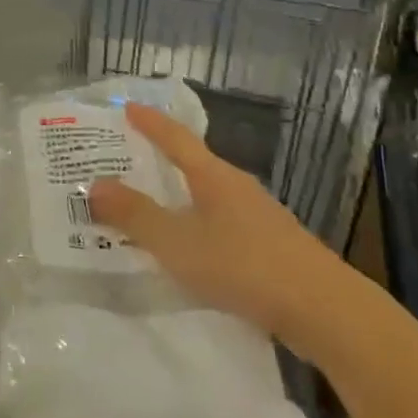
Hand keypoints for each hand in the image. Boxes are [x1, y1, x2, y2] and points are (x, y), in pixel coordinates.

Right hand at [87, 104, 350, 342]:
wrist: (322, 308)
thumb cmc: (243, 266)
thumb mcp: (177, 243)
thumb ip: (135, 215)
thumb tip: (94, 185)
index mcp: (214, 177)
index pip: (176, 138)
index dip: (150, 123)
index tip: (128, 108)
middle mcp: (237, 187)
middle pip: (193, 164)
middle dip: (159, 161)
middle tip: (126, 162)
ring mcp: (258, 215)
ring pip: (207, 196)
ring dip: (178, 197)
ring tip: (149, 208)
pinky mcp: (270, 245)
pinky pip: (221, 223)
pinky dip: (197, 225)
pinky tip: (189, 248)